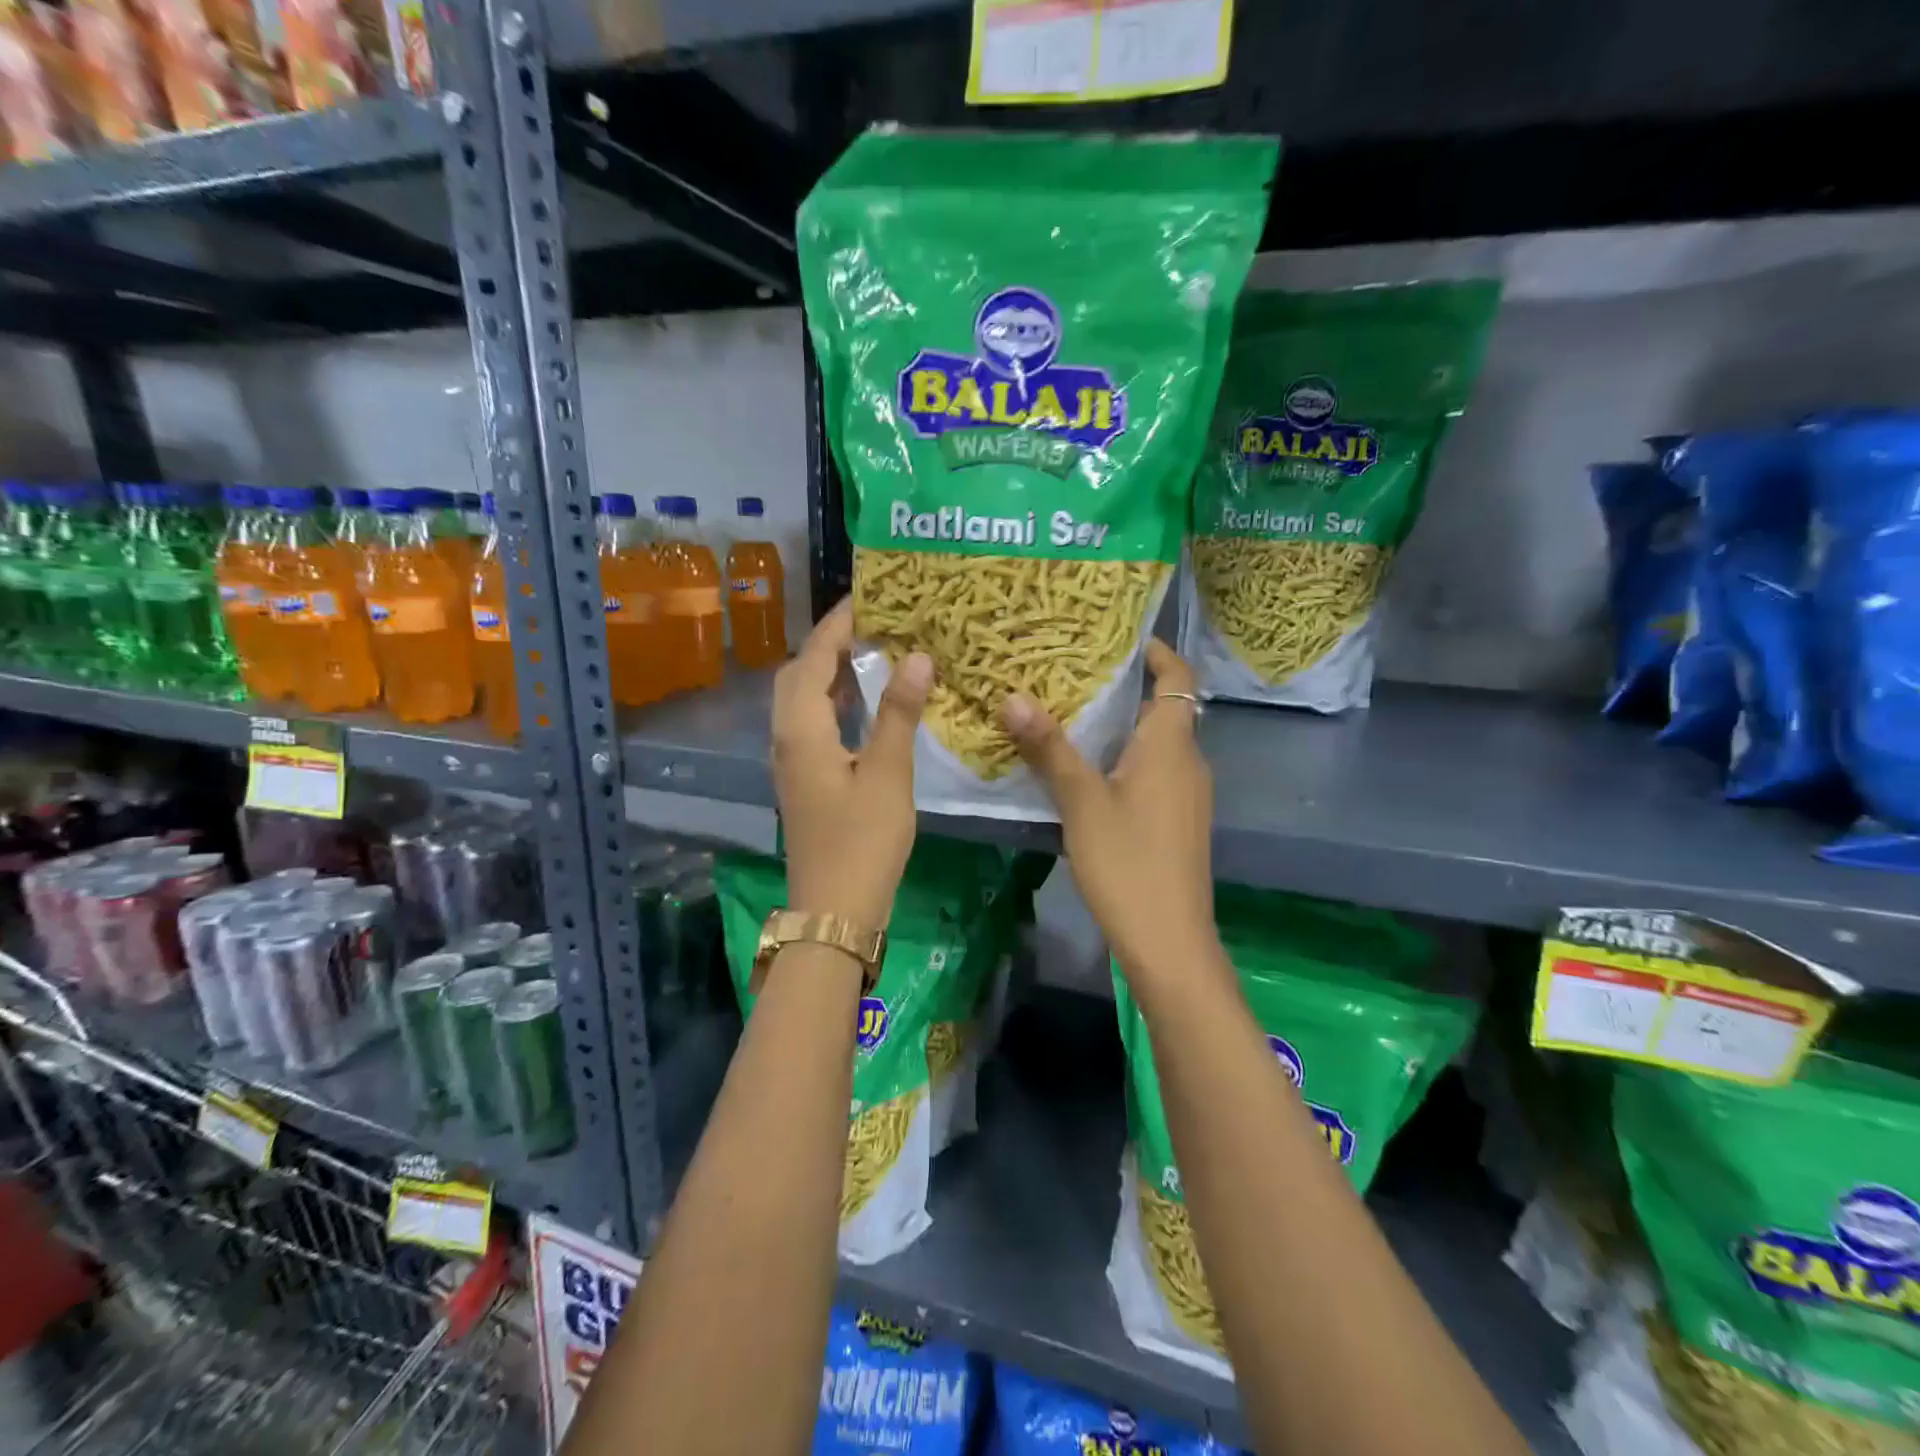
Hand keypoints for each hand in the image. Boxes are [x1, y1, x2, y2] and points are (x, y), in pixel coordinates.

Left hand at [772, 598, 933, 929]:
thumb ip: (899, 713)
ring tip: (872, 653)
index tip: (869, 598)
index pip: (813, 658)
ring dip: (830, 673)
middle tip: (872, 625)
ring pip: (802, 700)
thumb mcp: (888, 774)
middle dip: (829, 644)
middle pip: (797, 675)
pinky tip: (865, 705)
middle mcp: (786, 738)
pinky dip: (835, 702)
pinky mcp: (803, 780)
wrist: (835, 910)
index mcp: (802, 729)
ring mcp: (791, 761)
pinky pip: (812, 723)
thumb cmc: (863, 842)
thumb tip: (916, 657)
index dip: (838, 625)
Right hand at [1002, 640, 1216, 978]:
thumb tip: (1013, 697)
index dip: (1158, 652)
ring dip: (1121, 727)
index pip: (1178, 678)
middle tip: (1072, 674)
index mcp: (1171, 746)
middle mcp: (1188, 762)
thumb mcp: (1081, 802)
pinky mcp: (1177, 822)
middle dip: (1124, 688)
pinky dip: (1125, 759)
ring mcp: (1186, 795)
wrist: (1168, 940)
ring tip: (1070, 714)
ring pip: (1156, 744)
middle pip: (1164, 709)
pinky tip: (1086, 771)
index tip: (1119, 638)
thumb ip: (1050, 749)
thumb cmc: (1127, 862)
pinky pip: (1153, 772)